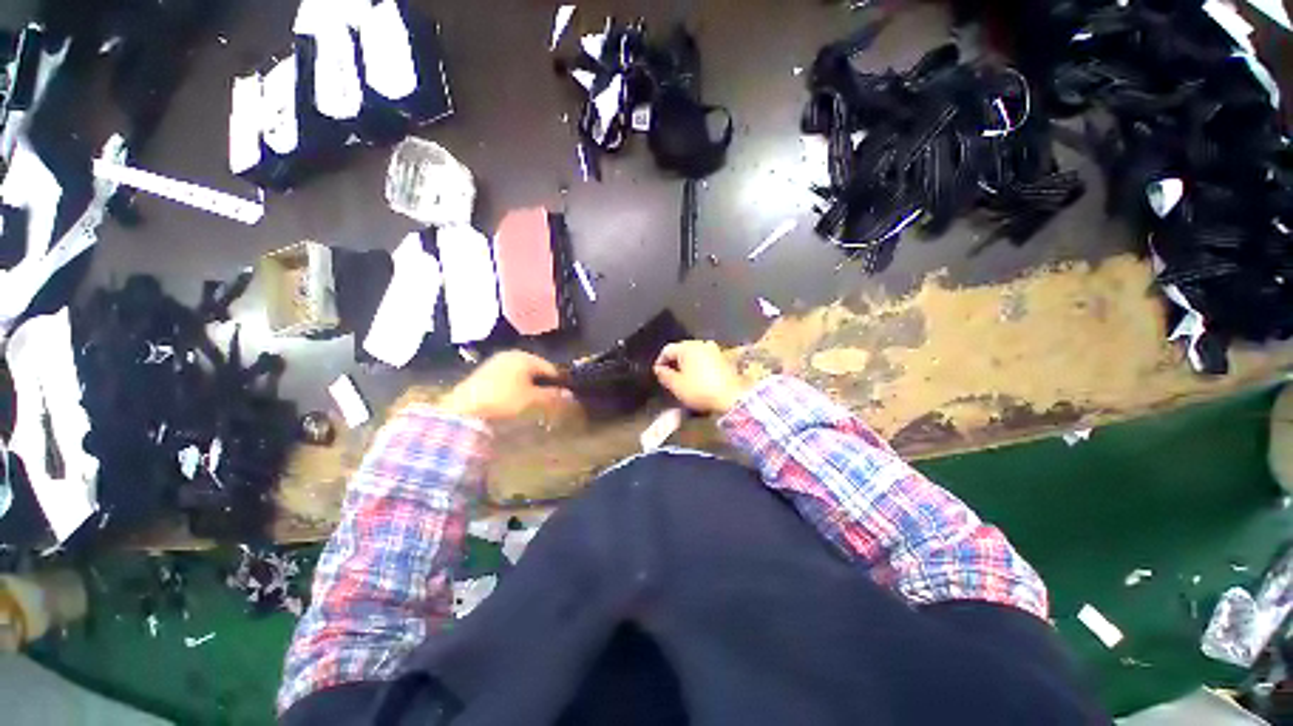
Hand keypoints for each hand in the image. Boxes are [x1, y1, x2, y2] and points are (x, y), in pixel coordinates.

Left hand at [438, 351, 568, 421]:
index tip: (562, 397)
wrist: (464, 407)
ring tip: (532, 402)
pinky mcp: (486, 371)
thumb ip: (552, 396)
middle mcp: (512, 354)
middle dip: (544, 384)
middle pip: (536, 369)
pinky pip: (509, 376)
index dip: (558, 383)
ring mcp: (497, 361)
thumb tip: (570, 396)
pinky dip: (516, 386)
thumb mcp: (532, 399)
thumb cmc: (503, 399)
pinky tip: (514, 399)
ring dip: (530, 386)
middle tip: (547, 401)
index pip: (550, 368)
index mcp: (525, 357)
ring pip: (522, 373)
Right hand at [653, 340, 747, 414]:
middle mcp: (701, 343)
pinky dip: (699, 366)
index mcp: (687, 347)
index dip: (660, 361)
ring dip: (687, 364)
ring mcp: (714, 350)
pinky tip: (698, 378)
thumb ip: (664, 375)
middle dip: (674, 362)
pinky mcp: (724, 358)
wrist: (731, 397)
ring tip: (683, 378)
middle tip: (670, 376)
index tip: (658, 373)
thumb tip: (658, 369)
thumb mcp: (676, 385)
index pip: (667, 350)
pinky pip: (705, 359)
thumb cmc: (699, 390)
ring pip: (694, 354)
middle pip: (682, 350)